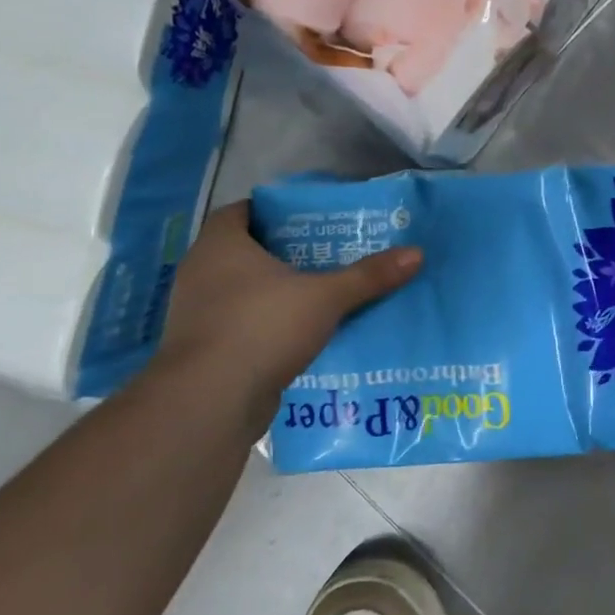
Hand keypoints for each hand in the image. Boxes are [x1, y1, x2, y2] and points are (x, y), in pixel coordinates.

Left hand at [152, 202, 420, 405]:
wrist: (209, 402)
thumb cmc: (262, 328)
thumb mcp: (326, 297)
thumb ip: (369, 275)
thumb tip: (417, 253)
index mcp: (220, 246)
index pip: (240, 211)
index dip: (273, 211)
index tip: (311, 220)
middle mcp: (201, 273)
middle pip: (246, 251)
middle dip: (285, 253)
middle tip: (329, 254)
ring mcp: (198, 314)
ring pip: (244, 291)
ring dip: (277, 292)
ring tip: (323, 293)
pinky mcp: (205, 350)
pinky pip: (242, 325)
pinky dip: (268, 325)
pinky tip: (303, 334)